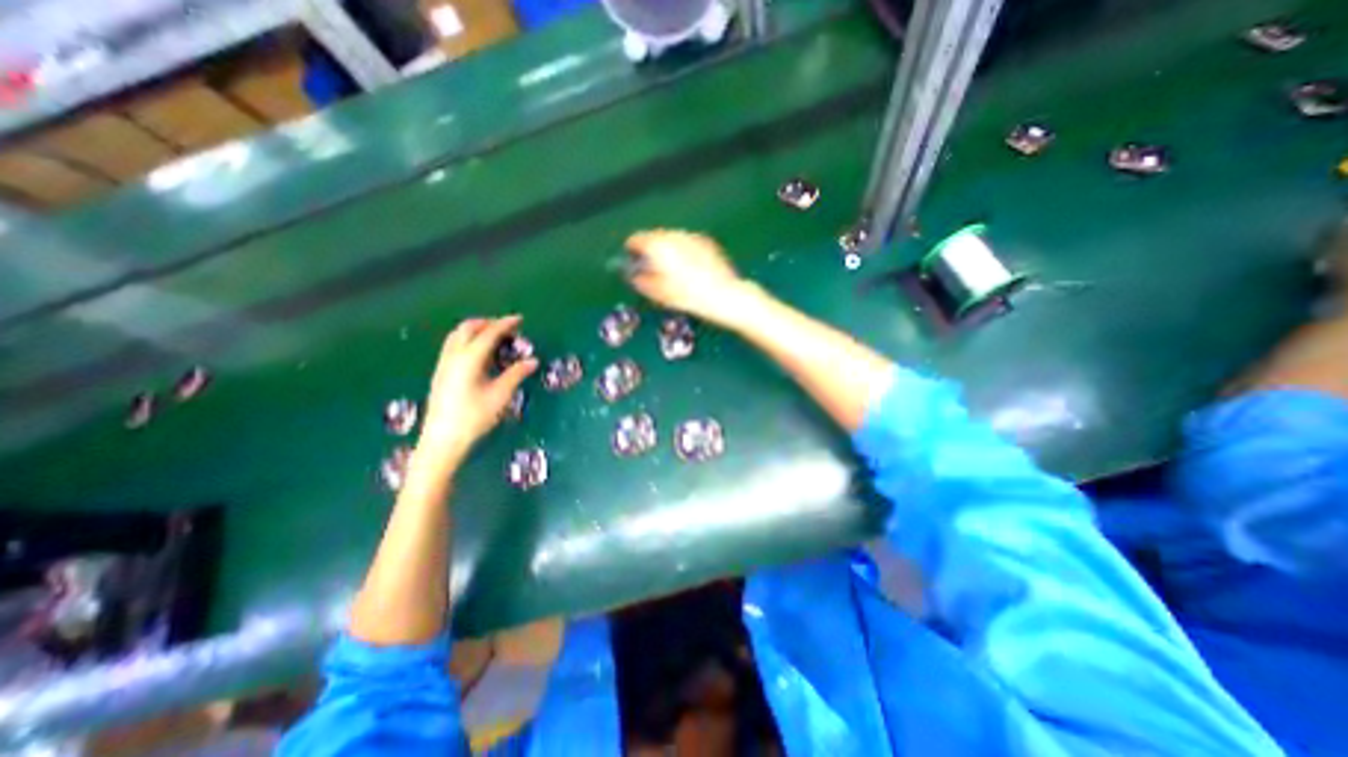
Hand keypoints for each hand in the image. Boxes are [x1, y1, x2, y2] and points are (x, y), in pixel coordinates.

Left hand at [420, 314, 535, 466]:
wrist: (443, 439)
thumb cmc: (474, 417)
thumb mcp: (500, 395)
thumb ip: (516, 374)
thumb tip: (532, 361)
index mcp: (469, 359)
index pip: (488, 333)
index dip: (505, 324)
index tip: (519, 319)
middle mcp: (453, 356)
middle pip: (468, 328)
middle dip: (488, 323)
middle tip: (507, 328)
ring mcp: (444, 364)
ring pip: (457, 335)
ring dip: (475, 330)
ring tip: (493, 337)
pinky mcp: (441, 373)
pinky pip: (453, 345)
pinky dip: (467, 339)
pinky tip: (478, 353)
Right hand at [625, 231, 752, 326]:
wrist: (723, 295)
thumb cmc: (687, 296)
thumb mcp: (658, 293)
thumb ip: (640, 280)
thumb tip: (633, 275)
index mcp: (658, 245)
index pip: (635, 239)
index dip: (631, 251)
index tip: (632, 261)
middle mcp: (674, 235)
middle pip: (654, 236)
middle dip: (650, 250)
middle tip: (651, 268)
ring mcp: (692, 236)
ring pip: (672, 238)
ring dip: (667, 249)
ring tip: (672, 270)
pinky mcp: (707, 241)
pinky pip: (688, 243)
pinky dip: (683, 251)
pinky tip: (689, 269)